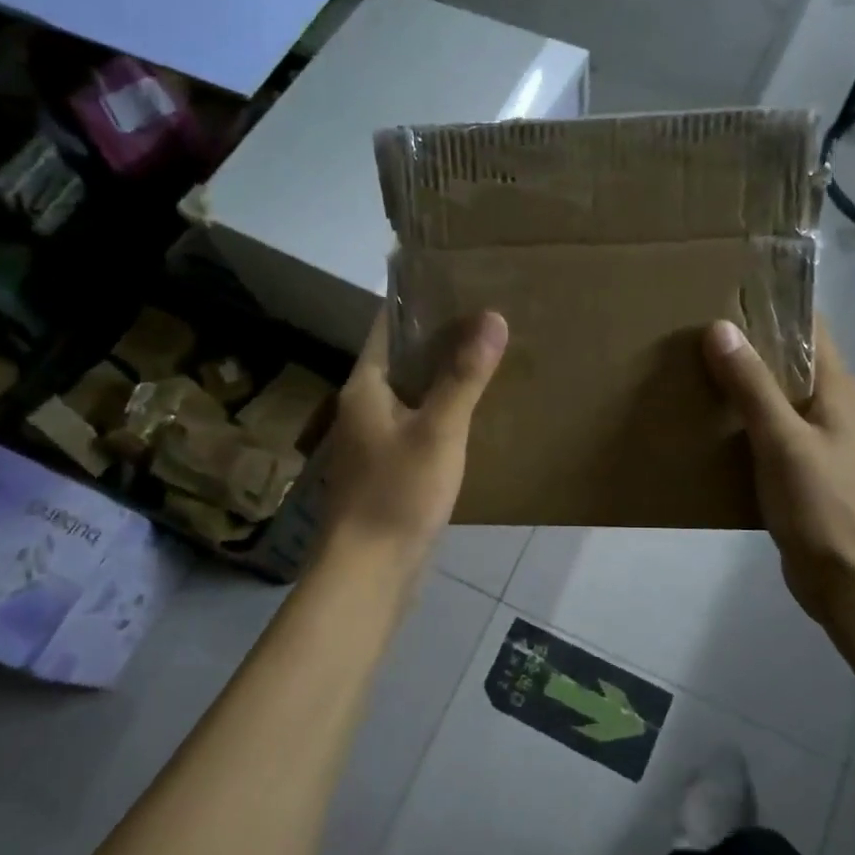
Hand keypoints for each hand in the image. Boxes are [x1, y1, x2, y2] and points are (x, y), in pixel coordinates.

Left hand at [317, 310, 507, 575]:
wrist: (371, 571)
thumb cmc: (398, 493)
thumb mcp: (438, 430)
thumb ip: (464, 375)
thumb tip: (492, 316)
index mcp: (365, 387)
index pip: (387, 327)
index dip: (417, 302)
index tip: (456, 283)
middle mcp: (362, 407)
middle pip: (400, 359)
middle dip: (438, 338)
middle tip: (486, 318)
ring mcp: (373, 441)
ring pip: (410, 394)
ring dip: (441, 376)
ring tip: (486, 357)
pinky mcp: (388, 469)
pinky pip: (416, 425)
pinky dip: (440, 411)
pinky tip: (472, 414)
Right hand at [705, 320, 854, 623]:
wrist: (845, 578)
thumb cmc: (821, 504)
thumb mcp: (782, 440)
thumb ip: (752, 386)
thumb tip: (720, 328)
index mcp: (837, 388)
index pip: (809, 326)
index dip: (772, 305)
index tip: (724, 291)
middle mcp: (830, 405)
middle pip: (787, 359)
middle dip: (746, 343)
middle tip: (693, 329)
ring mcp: (815, 438)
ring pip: (773, 395)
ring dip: (739, 382)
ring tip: (690, 368)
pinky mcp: (799, 466)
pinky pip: (765, 428)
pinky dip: (739, 419)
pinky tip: (704, 421)